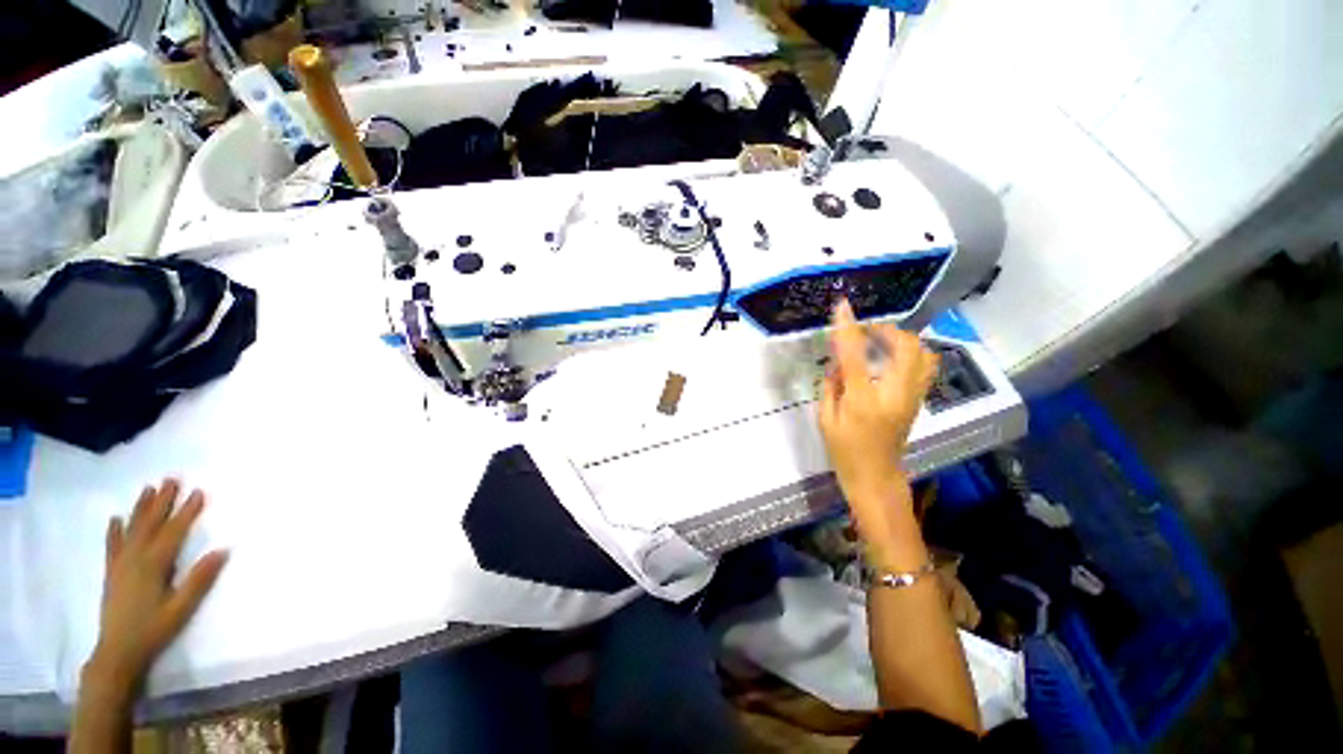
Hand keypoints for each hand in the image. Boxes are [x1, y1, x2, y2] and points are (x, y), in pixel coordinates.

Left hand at [84, 480, 227, 695]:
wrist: (117, 652)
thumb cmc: (154, 630)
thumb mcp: (181, 609)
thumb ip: (200, 580)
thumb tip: (223, 549)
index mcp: (153, 565)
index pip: (174, 532)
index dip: (187, 511)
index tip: (199, 491)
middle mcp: (135, 558)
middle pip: (150, 524)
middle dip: (162, 501)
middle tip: (172, 479)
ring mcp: (120, 564)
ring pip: (132, 529)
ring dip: (141, 508)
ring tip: (149, 489)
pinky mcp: (112, 572)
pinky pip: (112, 545)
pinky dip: (115, 530)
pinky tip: (116, 518)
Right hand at [818, 300, 937, 535]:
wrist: (876, 476)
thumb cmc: (844, 451)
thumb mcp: (825, 419)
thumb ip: (830, 386)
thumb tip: (837, 362)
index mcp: (864, 400)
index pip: (855, 355)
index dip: (848, 328)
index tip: (843, 307)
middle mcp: (894, 394)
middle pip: (905, 346)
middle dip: (886, 329)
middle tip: (866, 329)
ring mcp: (912, 397)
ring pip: (922, 353)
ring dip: (902, 339)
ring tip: (880, 340)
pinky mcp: (919, 400)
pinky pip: (925, 366)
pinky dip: (911, 352)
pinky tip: (892, 356)